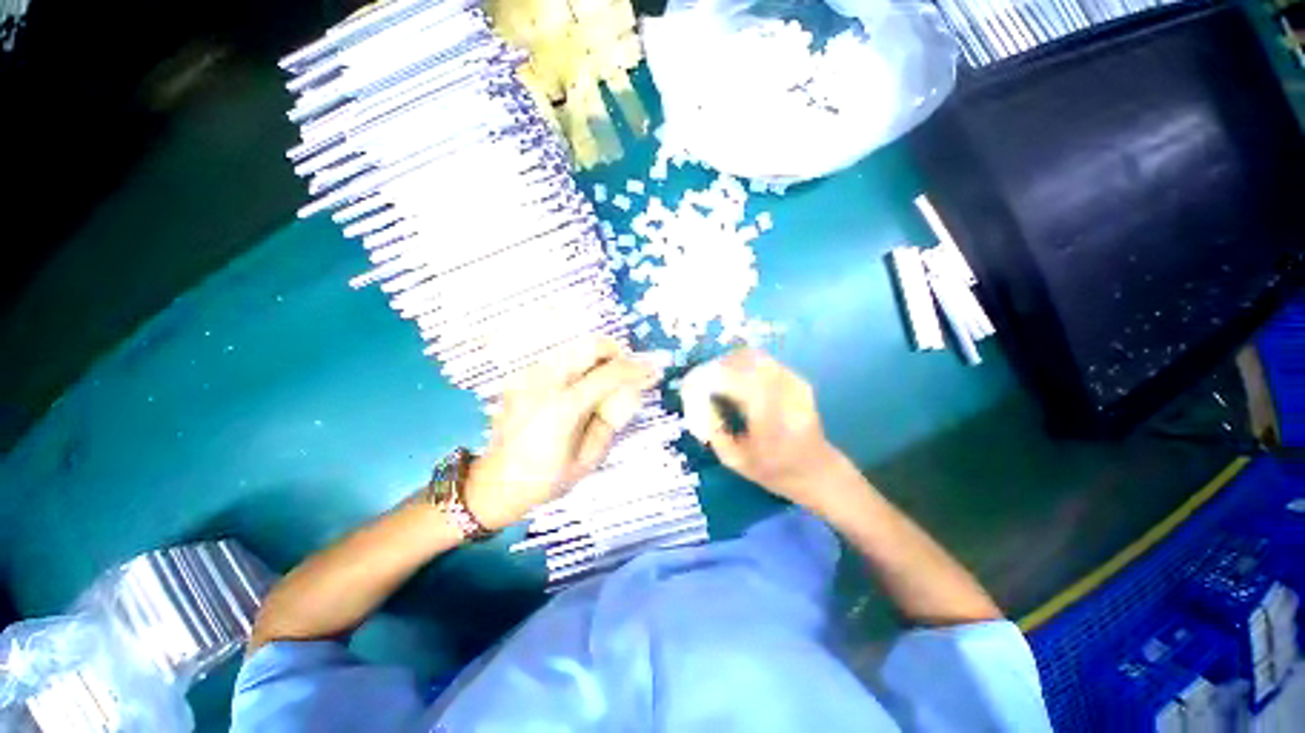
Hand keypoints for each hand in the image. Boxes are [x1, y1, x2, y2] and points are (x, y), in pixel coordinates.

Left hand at [463, 337, 661, 529]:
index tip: (653, 370)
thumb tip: (630, 392)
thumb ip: (611, 420)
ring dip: (598, 359)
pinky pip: (560, 360)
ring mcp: (529, 376)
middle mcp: (544, 382)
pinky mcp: (521, 376)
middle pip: (590, 345)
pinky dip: (579, 366)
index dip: (636, 369)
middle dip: (616, 353)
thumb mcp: (589, 458)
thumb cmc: (546, 479)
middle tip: (626, 373)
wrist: (496, 482)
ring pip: (576, 348)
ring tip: (605, 382)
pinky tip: (580, 388)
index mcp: (562, 408)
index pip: (609, 375)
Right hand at [682, 350, 844, 511]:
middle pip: (741, 361)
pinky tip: (735, 382)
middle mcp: (783, 389)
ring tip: (715, 383)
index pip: (731, 379)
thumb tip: (700, 399)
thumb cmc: (775, 472)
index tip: (687, 387)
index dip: (705, 378)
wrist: (818, 471)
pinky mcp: (795, 377)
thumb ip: (713, 428)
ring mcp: (793, 380)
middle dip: (714, 369)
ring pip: (752, 355)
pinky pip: (762, 361)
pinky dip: (741, 366)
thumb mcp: (734, 460)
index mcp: (770, 414)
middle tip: (699, 385)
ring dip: (727, 364)